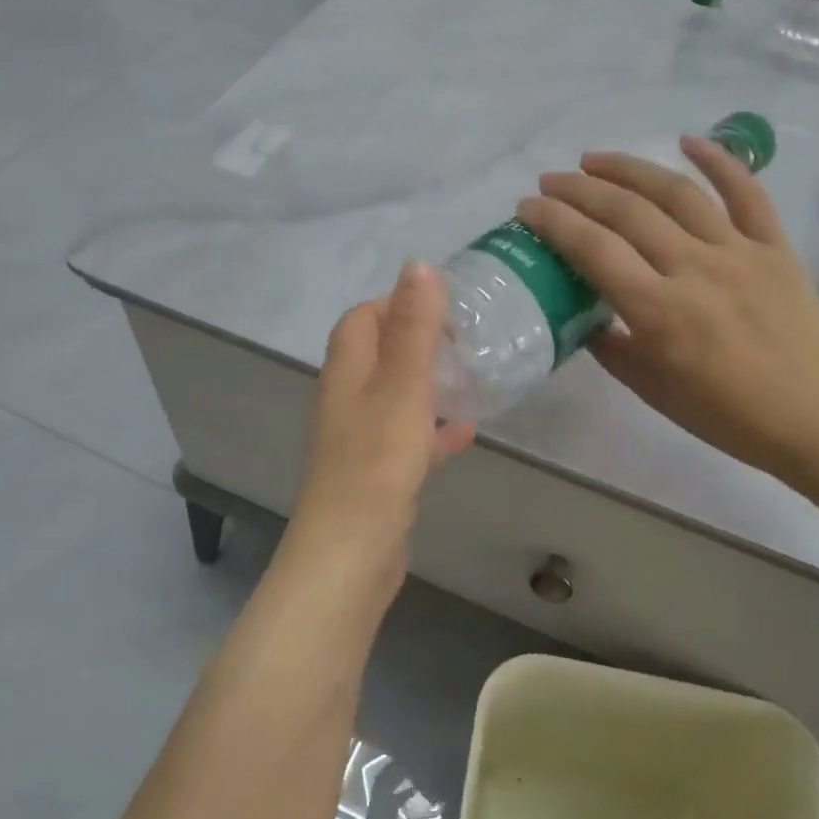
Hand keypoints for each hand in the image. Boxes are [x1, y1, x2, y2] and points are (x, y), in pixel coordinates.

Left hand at [290, 261, 475, 581]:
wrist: (352, 554)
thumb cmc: (377, 462)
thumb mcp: (402, 387)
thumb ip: (413, 327)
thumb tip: (418, 264)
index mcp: (347, 371)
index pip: (363, 318)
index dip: (397, 304)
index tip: (445, 307)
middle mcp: (348, 399)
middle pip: (379, 354)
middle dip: (419, 341)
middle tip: (466, 341)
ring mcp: (362, 439)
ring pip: (396, 395)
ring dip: (428, 383)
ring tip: (471, 377)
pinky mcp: (379, 473)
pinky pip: (409, 438)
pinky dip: (434, 429)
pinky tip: (466, 432)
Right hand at [517, 136, 818, 481]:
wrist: (816, 416)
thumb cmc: (726, 415)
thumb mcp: (651, 390)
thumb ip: (611, 348)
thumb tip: (587, 316)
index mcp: (658, 312)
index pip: (593, 250)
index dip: (554, 222)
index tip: (527, 207)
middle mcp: (693, 269)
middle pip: (627, 212)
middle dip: (580, 190)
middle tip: (551, 181)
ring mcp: (738, 251)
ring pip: (677, 193)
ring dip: (630, 169)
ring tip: (595, 160)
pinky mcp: (774, 246)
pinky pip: (746, 192)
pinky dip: (719, 160)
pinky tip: (688, 140)